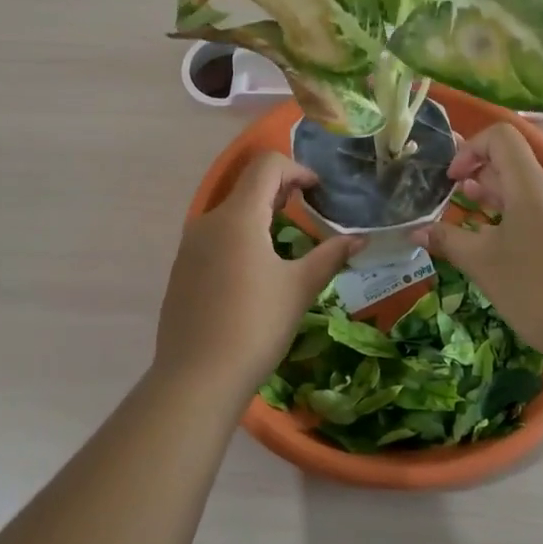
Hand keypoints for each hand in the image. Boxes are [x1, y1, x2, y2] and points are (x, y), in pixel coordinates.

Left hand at [155, 152, 359, 390]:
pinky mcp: (182, 270)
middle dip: (281, 192)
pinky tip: (254, 274)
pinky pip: (215, 238)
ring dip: (260, 215)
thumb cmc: (256, 326)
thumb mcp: (299, 288)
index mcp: (237, 216)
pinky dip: (240, 238)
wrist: (197, 378)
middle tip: (308, 216)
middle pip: (247, 186)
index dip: (297, 169)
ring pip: (230, 213)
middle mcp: (208, 221)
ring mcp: (190, 246)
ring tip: (285, 245)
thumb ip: (330, 255)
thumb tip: (360, 239)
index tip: (318, 194)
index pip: (266, 165)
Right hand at [414, 123, 542, 360]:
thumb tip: (415, 231)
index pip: (501, 137)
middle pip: (512, 162)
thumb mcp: (481, 262)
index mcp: (531, 185)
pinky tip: (495, 243)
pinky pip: (537, 210)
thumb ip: (447, 240)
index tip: (451, 180)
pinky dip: (511, 215)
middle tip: (450, 197)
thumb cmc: (533, 288)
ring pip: (524, 188)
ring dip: (493, 195)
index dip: (470, 149)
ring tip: (467, 217)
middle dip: (477, 173)